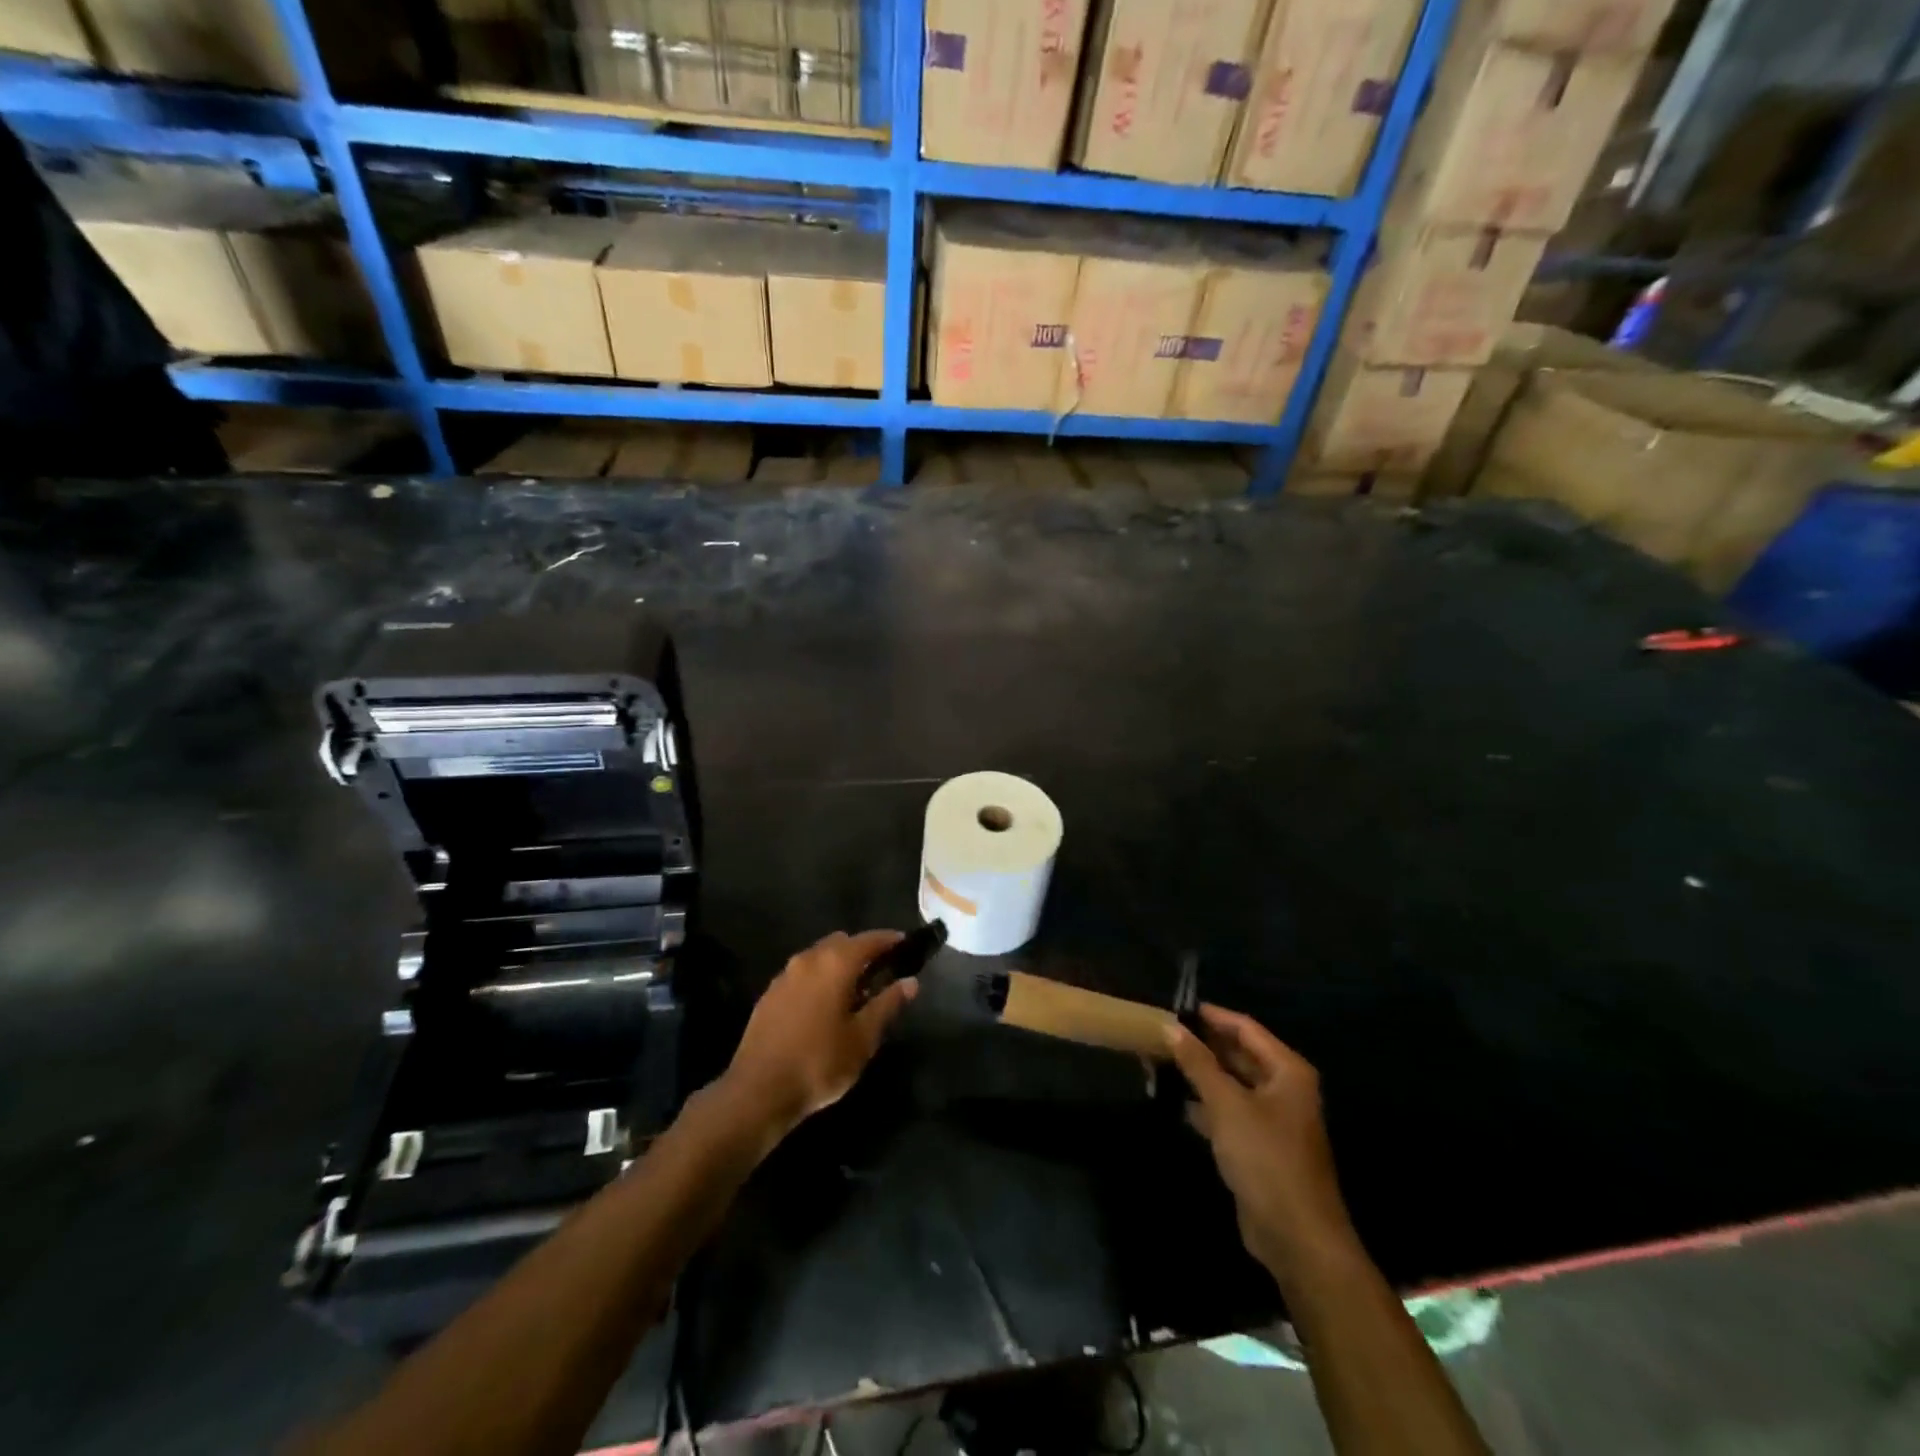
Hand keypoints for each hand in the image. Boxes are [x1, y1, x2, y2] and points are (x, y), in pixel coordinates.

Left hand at [722, 930, 918, 1139]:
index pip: (869, 939)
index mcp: (835, 963)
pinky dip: (818, 979)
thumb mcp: (863, 1038)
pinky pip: (801, 974)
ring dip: (837, 965)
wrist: (758, 1091)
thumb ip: (887, 1004)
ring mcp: (785, 975)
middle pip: (841, 942)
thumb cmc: (820, 1062)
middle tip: (880, 973)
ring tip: (853, 992)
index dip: (889, 940)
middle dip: (862, 951)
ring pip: (818, 957)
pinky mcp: (769, 994)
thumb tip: (910, 982)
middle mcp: (808, 959)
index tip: (905, 944)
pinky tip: (823, 1006)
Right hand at [1168, 1005, 1356, 1282]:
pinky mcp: (1259, 1146)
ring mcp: (1272, 1119)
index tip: (1176, 1007)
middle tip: (1162, 1033)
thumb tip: (1171, 1027)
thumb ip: (1198, 1063)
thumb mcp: (1226, 1104)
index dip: (1212, 1016)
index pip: (1245, 1028)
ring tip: (1161, 1061)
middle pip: (1239, 1054)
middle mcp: (1283, 1089)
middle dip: (1202, 1045)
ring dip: (1200, 1074)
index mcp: (1286, 1071)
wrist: (1296, 1236)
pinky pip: (1229, 1112)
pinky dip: (1205, 1104)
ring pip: (1231, 1084)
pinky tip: (1175, 1101)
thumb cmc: (1266, 1157)